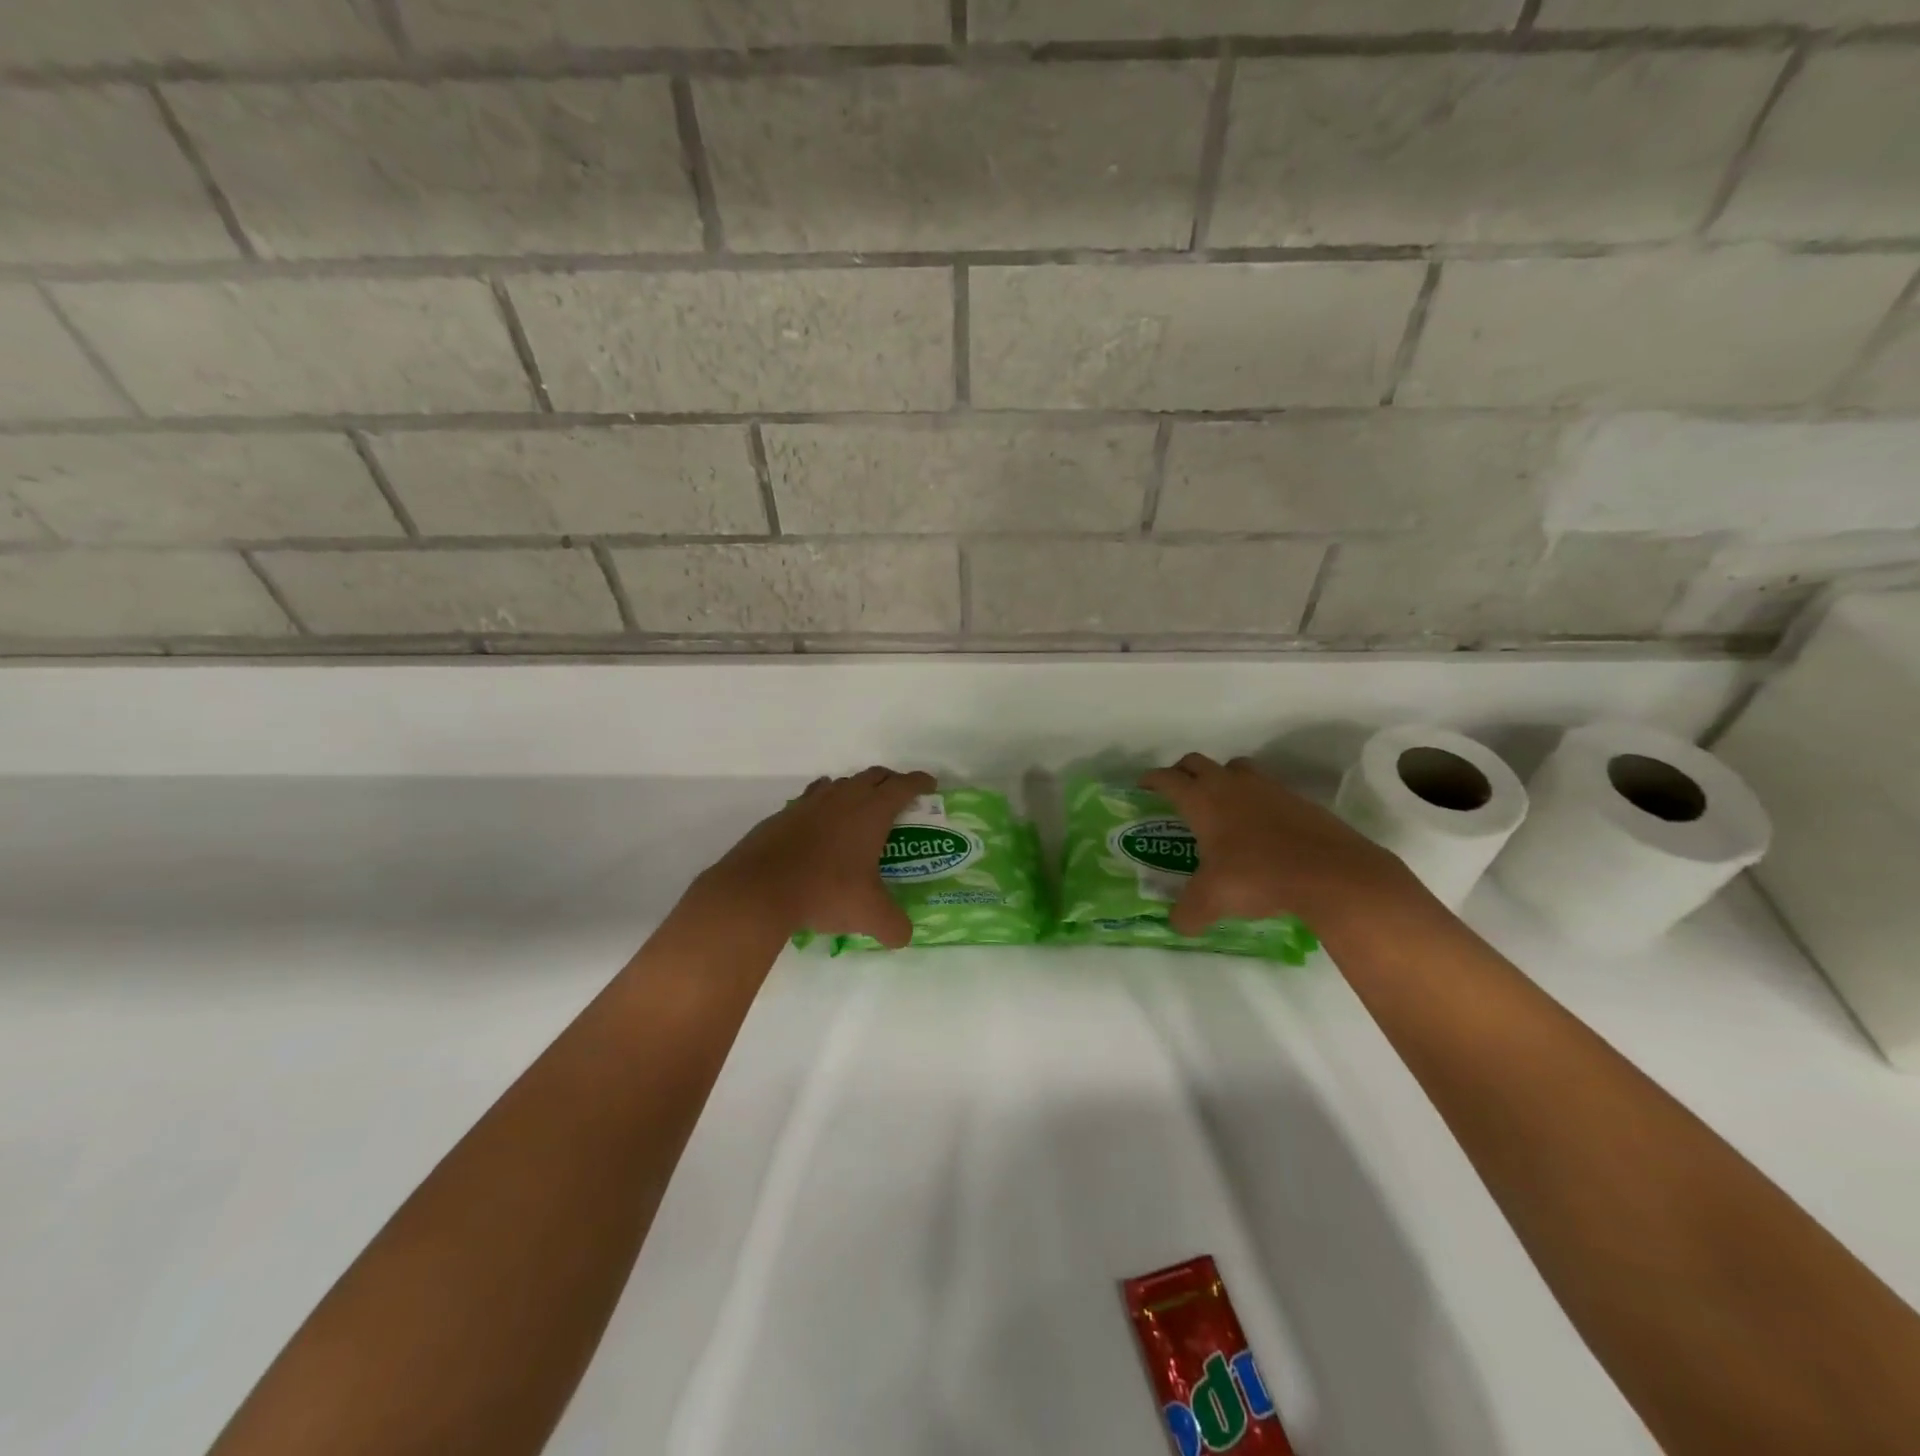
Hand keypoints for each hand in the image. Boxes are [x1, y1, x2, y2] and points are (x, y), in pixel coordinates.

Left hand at [702, 765, 935, 948]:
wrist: (759, 889)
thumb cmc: (825, 891)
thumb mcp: (869, 915)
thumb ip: (894, 926)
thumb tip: (903, 937)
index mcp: (872, 811)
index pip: (904, 785)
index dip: (920, 782)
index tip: (930, 785)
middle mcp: (843, 798)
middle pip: (874, 776)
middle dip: (891, 782)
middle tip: (900, 798)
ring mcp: (810, 802)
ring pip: (841, 783)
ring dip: (856, 789)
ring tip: (861, 810)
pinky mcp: (784, 814)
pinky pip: (812, 798)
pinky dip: (824, 803)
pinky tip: (821, 824)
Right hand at [1141, 753, 1434, 937]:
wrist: (1330, 873)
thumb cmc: (1257, 876)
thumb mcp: (1211, 901)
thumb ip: (1188, 912)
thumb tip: (1177, 924)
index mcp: (1202, 800)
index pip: (1167, 779)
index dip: (1151, 780)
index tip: (1143, 787)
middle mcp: (1230, 785)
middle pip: (1197, 762)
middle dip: (1183, 773)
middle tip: (1177, 793)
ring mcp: (1267, 788)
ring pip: (1235, 769)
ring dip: (1221, 779)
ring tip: (1220, 806)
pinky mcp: (1298, 800)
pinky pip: (1266, 789)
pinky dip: (1255, 800)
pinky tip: (1259, 828)